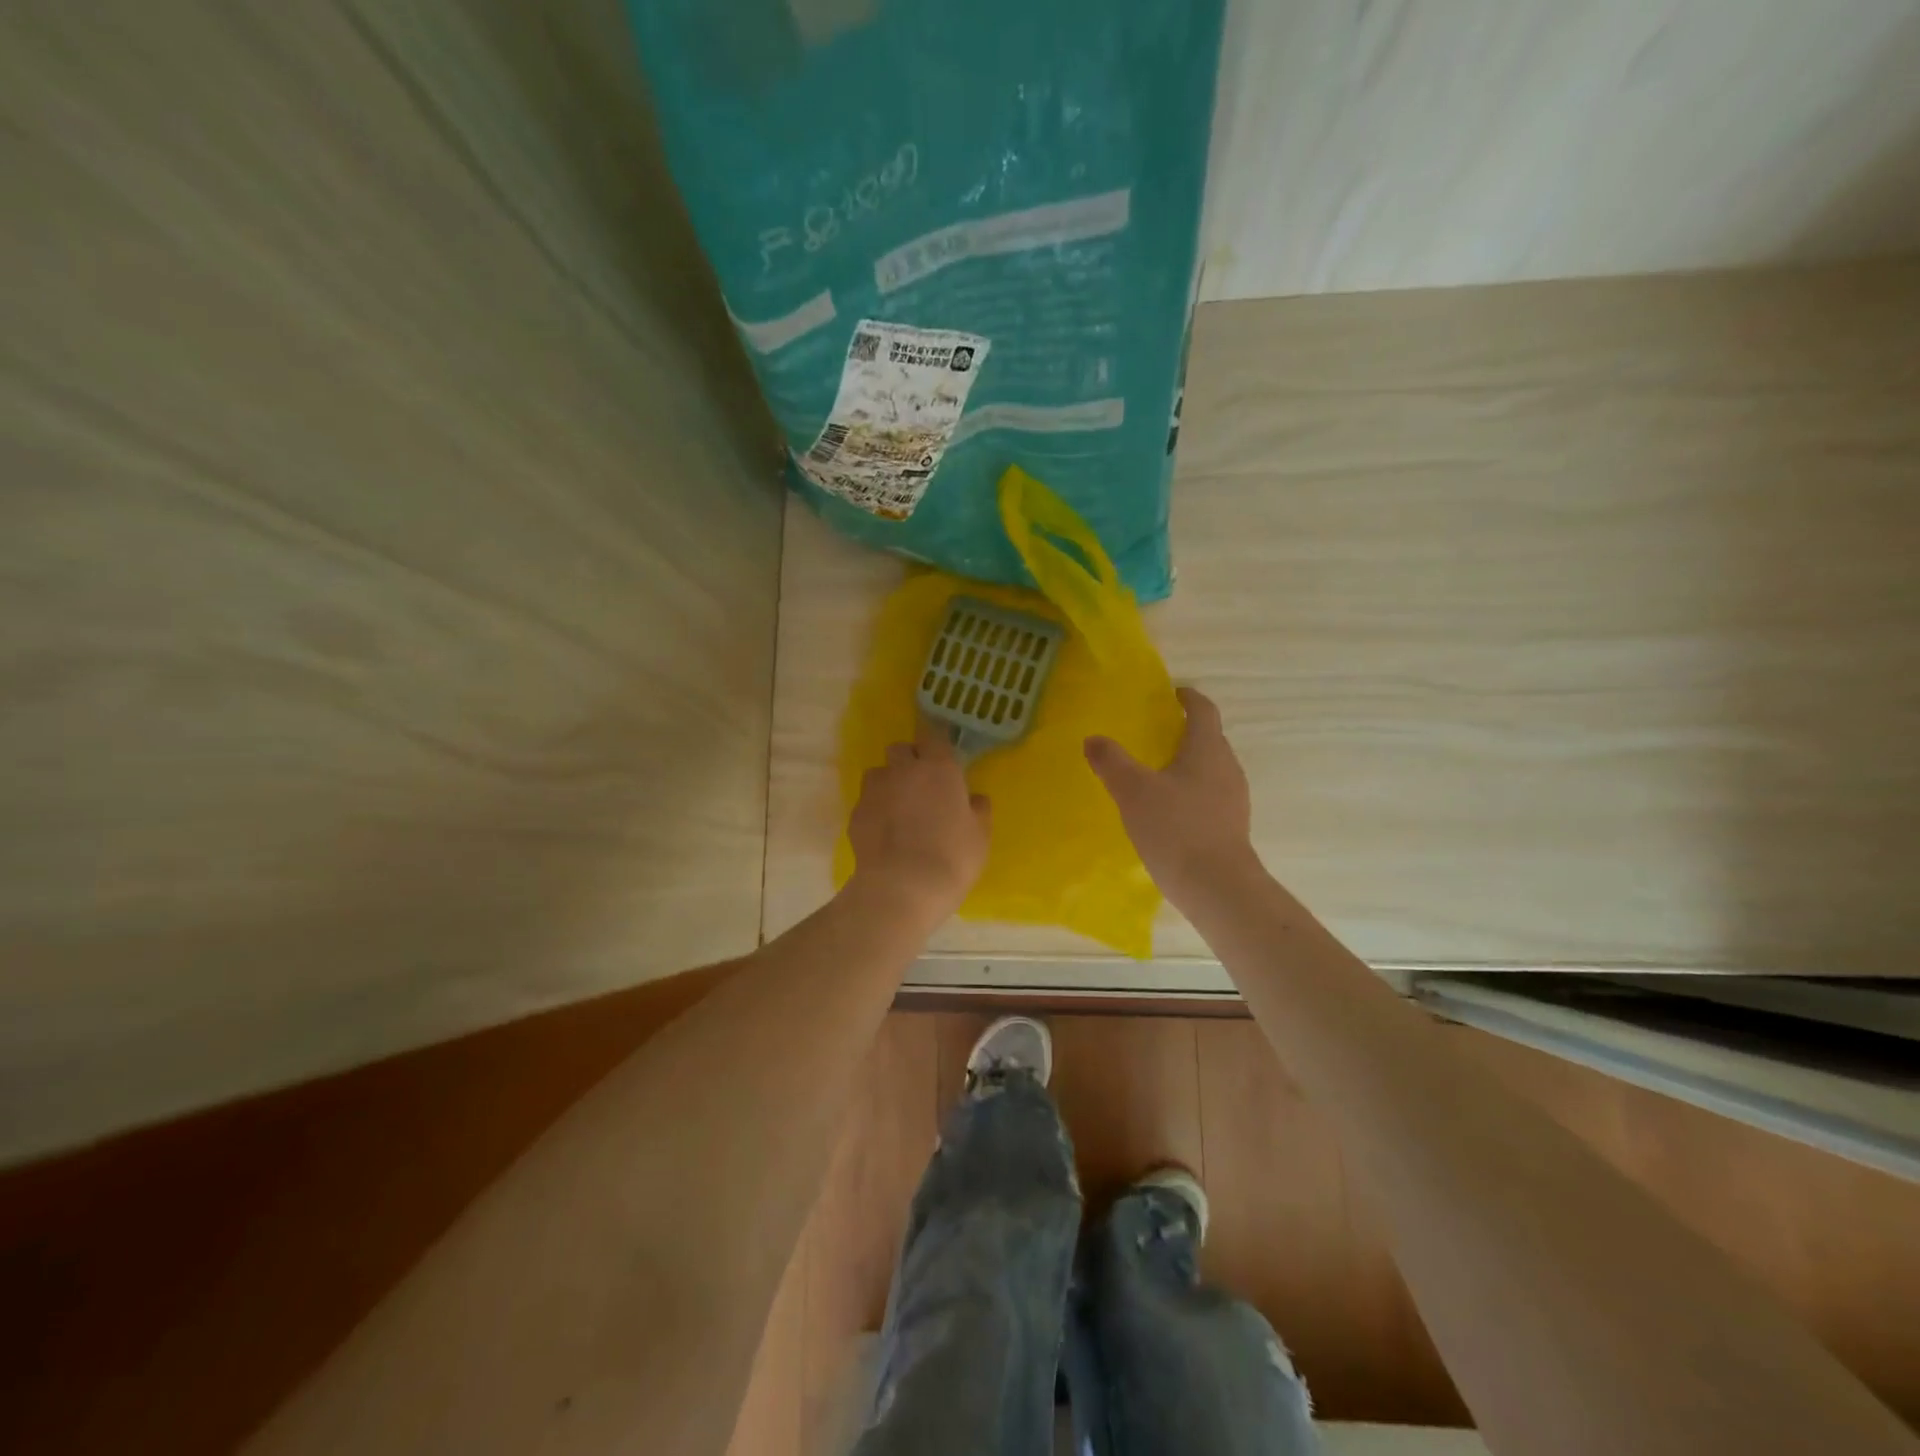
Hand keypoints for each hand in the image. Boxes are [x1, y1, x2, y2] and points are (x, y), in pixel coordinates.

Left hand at [847, 718, 991, 921]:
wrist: (902, 888)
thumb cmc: (952, 858)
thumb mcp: (980, 835)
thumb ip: (978, 810)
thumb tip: (974, 798)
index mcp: (939, 768)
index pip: (934, 734)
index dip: (936, 740)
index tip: (941, 750)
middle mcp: (903, 770)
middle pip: (900, 748)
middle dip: (909, 759)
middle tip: (921, 782)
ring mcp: (875, 790)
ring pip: (879, 772)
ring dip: (888, 782)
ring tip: (898, 807)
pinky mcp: (856, 813)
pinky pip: (866, 802)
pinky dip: (875, 810)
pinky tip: (884, 832)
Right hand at [1085, 687, 1258, 904]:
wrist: (1218, 887)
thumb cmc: (1176, 829)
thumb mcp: (1133, 791)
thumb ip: (1111, 762)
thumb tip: (1094, 739)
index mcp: (1207, 749)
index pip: (1203, 710)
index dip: (1188, 698)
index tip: (1172, 693)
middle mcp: (1227, 768)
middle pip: (1210, 739)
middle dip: (1185, 732)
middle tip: (1155, 734)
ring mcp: (1234, 799)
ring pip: (1211, 769)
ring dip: (1188, 764)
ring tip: (1157, 773)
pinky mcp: (1231, 826)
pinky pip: (1211, 796)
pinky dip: (1191, 792)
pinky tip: (1168, 811)